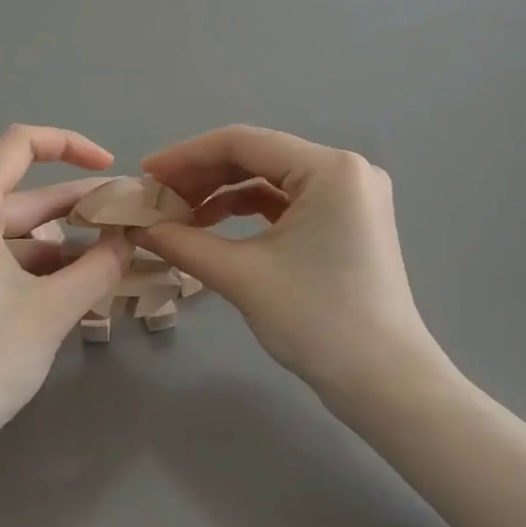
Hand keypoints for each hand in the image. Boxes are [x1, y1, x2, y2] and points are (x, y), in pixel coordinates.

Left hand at [0, 125, 132, 457]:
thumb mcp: (52, 310)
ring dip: (64, 239)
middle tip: (130, 218)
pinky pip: (3, 255)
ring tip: (116, 253)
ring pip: (17, 228)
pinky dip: (41, 263)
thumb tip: (128, 238)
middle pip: (23, 192)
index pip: (19, 145)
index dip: (69, 145)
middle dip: (78, 203)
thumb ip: (99, 266)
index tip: (111, 170)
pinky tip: (80, 282)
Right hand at [136, 126, 453, 403]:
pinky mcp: (346, 222)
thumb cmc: (317, 321)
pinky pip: (286, 202)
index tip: (145, 174)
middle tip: (156, 197)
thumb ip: (184, 244)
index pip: (243, 143)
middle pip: (256, 157)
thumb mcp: (243, 276)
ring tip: (177, 216)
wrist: (385, 384)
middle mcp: (345, 170)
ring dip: (221, 194)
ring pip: (269, 180)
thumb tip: (140, 228)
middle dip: (201, 176)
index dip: (186, 156)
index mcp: (329, 169)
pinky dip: (247, 212)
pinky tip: (212, 227)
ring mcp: (349, 196)